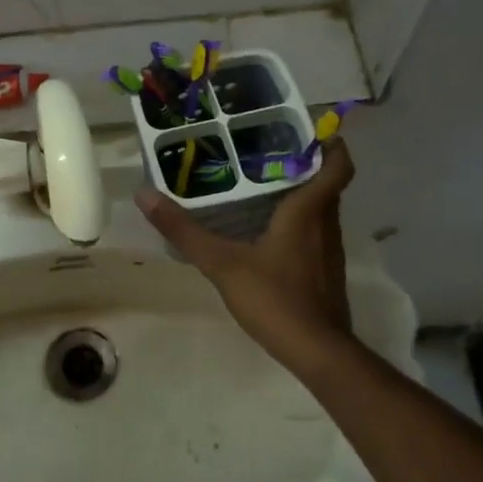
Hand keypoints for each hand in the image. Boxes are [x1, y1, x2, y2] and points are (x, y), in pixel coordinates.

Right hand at [135, 139, 356, 368]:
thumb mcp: (223, 263)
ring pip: (321, 211)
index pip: (337, 165)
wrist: (317, 352)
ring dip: (301, 194)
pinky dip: (298, 223)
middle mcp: (326, 225)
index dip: (331, 144)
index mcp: (308, 211)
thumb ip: (185, 231)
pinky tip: (268, 234)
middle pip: (325, 185)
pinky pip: (316, 234)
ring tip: (262, 185)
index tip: (309, 129)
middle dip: (304, 165)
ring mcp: (330, 252)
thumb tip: (145, 195)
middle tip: (267, 150)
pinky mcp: (326, 273)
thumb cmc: (275, 298)